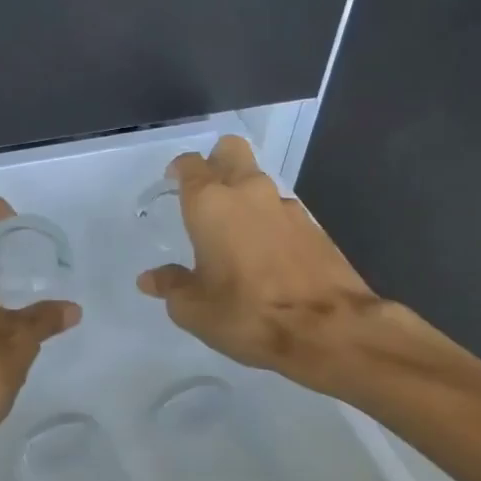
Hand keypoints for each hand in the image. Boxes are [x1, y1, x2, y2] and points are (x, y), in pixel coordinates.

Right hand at [137, 135, 421, 396]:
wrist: (330, 330)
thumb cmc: (248, 313)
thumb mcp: (194, 309)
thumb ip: (171, 286)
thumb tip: (150, 279)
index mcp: (210, 204)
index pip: (190, 165)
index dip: (179, 170)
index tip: (173, 184)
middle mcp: (247, 192)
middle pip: (231, 150)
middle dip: (217, 161)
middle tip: (206, 192)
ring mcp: (285, 206)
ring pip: (259, 180)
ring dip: (245, 195)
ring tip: (236, 232)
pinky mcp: (314, 225)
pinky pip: (282, 210)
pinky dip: (270, 221)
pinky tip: (267, 253)